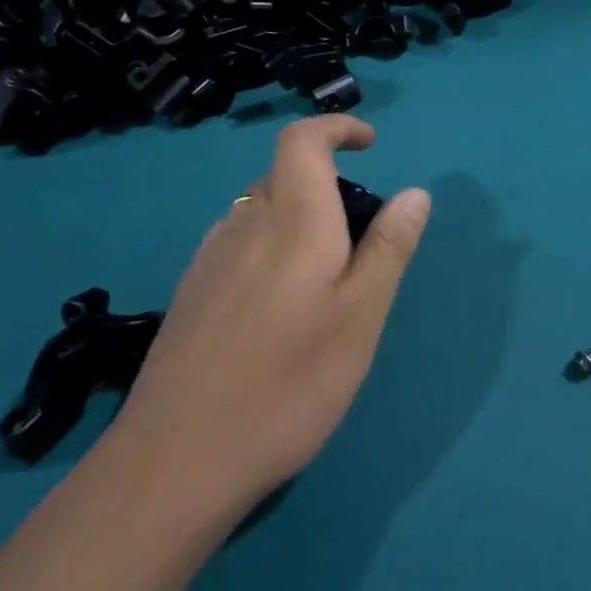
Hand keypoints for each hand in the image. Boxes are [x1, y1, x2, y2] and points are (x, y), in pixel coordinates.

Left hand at [112, 116, 430, 520]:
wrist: (175, 463)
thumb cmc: (288, 381)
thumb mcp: (362, 315)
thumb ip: (389, 247)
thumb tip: (415, 192)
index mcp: (293, 220)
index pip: (303, 140)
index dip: (336, 128)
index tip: (371, 145)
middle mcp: (245, 225)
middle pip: (284, 175)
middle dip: (328, 184)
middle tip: (363, 239)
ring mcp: (209, 260)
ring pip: (261, 212)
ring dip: (299, 218)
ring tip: (326, 280)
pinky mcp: (190, 295)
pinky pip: (240, 244)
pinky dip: (271, 248)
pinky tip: (279, 309)